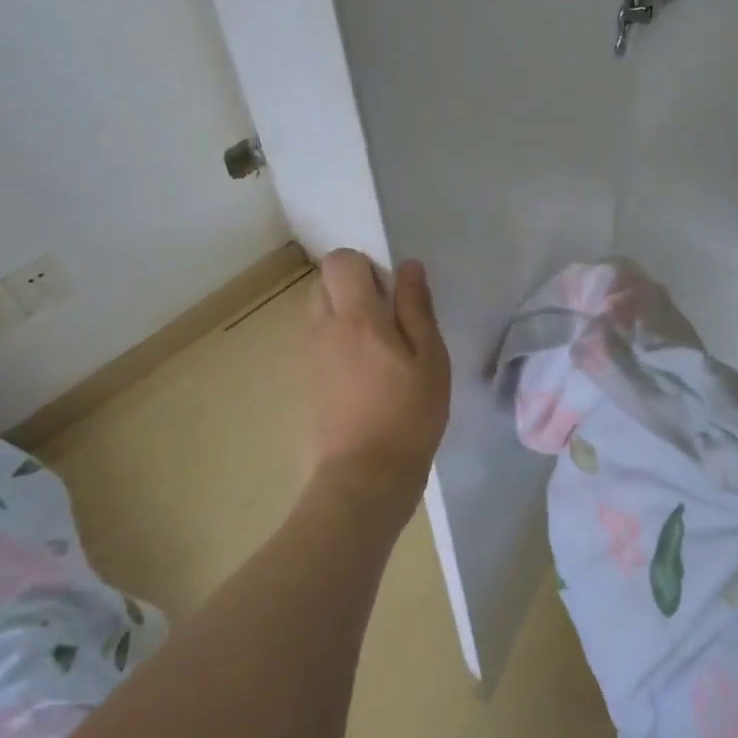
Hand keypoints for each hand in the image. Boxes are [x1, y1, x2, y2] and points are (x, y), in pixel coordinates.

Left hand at [306, 250, 451, 527]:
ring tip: (382, 349)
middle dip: (354, 287)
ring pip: (321, 312)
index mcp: (355, 316)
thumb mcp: (429, 357)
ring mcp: (310, 355)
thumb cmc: (408, 414)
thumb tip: (408, 266)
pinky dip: (339, 342)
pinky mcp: (307, 381)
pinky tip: (368, 375)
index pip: (340, 261)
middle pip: (325, 282)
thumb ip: (416, 307)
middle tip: (390, 319)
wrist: (365, 477)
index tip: (393, 291)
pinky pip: (320, 341)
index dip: (366, 265)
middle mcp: (323, 328)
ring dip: (347, 315)